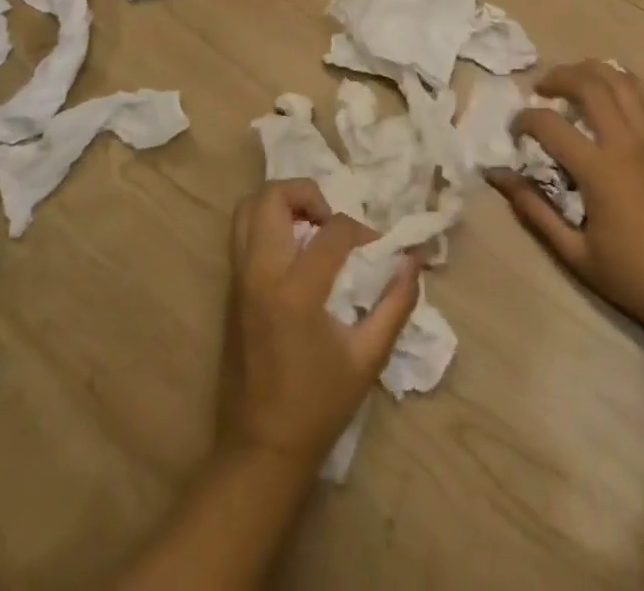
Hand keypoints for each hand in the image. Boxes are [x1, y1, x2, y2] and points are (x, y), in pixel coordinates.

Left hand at [219, 179, 421, 472]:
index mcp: (295, 292)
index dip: (361, 230)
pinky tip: (295, 252)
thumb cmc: (317, 406)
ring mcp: (238, 279)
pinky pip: (242, 234)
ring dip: (282, 203)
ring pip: (247, 209)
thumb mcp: (367, 358)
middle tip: (332, 219)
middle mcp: (260, 274)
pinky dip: (268, 225)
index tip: (377, 248)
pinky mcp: (230, 289)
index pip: (332, 230)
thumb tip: (413, 261)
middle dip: (308, 193)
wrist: (258, 450)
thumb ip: (395, 304)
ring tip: (311, 227)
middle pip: (272, 198)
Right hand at [489, 60, 643, 346]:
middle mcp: (627, 144)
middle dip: (558, 77)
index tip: (515, 130)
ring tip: (573, 78)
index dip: (524, 120)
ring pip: (622, 82)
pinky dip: (625, 82)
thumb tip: (498, 177)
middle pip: (589, 85)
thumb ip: (534, 210)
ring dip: (592, 70)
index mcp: (600, 171)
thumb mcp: (576, 254)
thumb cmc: (635, 277)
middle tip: (541, 88)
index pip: (550, 125)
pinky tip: (611, 87)